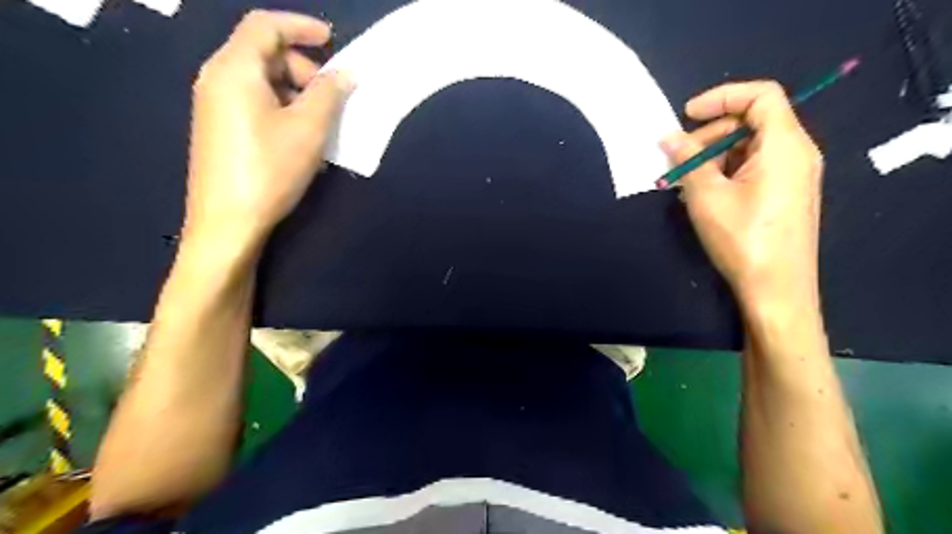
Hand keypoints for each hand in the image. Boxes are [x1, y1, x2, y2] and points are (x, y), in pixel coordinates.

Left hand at [184, 11, 352, 247]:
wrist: (227, 222)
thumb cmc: (270, 170)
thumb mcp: (308, 129)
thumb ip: (329, 94)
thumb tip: (345, 75)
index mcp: (235, 69)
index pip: (265, 25)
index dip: (301, 26)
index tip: (332, 40)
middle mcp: (218, 78)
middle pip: (263, 53)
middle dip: (303, 67)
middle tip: (331, 97)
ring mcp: (216, 105)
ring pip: (261, 80)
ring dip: (296, 92)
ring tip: (321, 123)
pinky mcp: (220, 128)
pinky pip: (255, 103)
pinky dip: (283, 108)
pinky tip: (301, 138)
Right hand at [664, 81, 825, 310]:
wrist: (776, 291)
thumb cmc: (743, 240)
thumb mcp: (707, 197)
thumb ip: (687, 161)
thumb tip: (667, 137)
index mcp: (785, 145)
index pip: (760, 96)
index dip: (721, 97)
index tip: (686, 115)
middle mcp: (796, 153)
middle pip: (751, 123)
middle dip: (709, 135)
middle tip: (676, 160)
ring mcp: (791, 176)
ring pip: (748, 148)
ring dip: (712, 158)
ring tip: (683, 183)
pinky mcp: (783, 195)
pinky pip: (752, 169)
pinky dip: (724, 173)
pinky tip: (701, 195)